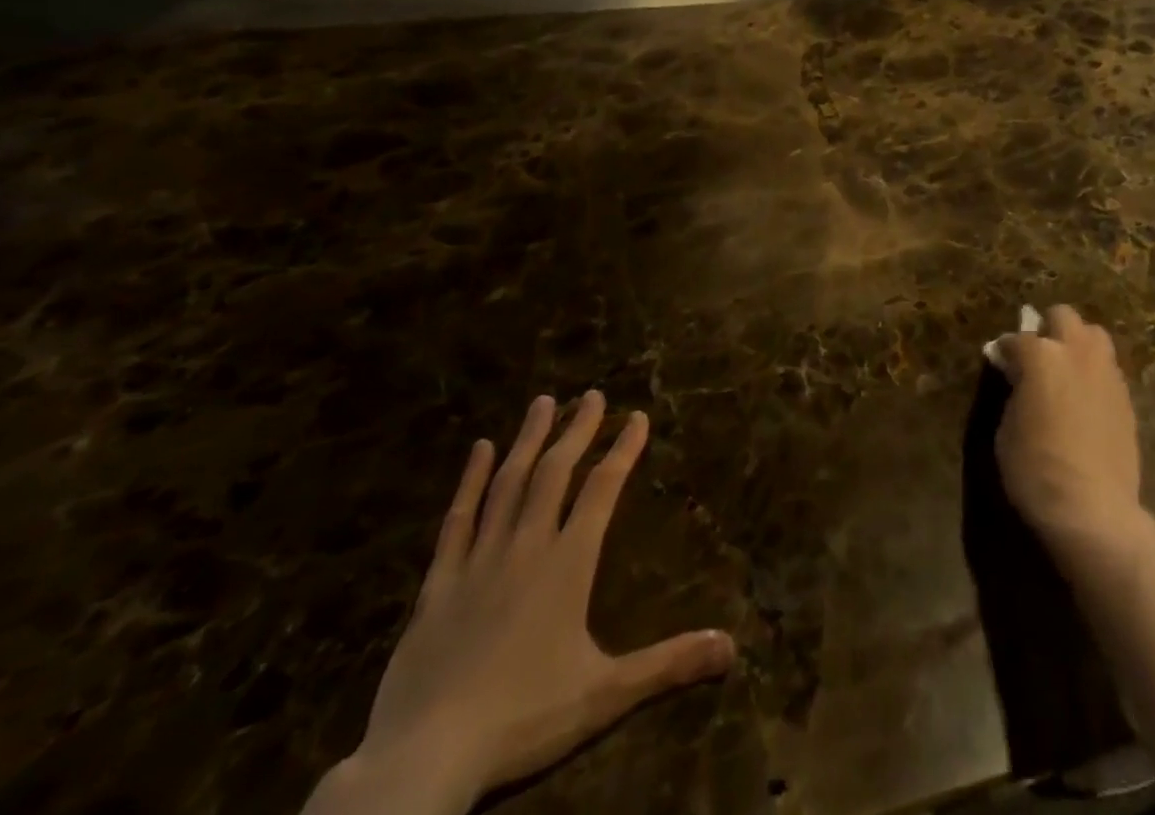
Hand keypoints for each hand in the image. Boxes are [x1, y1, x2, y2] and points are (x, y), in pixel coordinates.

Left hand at [309, 393, 735, 814]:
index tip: (638, 416)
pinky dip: (469, 481)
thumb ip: (668, 664)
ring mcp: (477, 561)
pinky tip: (478, 450)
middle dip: (577, 430)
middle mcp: (526, 547)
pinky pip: (457, 520)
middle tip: (591, 394)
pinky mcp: (437, 585)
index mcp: (568, 563)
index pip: (602, 489)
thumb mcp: (605, 695)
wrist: (422, 760)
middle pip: (554, 473)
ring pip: (507, 484)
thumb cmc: (522, 719)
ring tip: (543, 402)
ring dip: (528, 440)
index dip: (623, 449)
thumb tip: (732, 647)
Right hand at [991, 306, 1143, 558]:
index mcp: (1041, 356)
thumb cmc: (1036, 469)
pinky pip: (1108, 367)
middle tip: (1037, 357)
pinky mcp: (1126, 396)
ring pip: (1093, 335)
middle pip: (1063, 316)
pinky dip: (1093, 372)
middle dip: (1047, 329)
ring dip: (1076, 344)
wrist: (1092, 508)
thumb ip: (1013, 391)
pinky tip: (1085, 398)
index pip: (1016, 339)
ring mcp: (1107, 371)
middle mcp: (1077, 352)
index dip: (1004, 351)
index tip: (1000, 362)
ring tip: (1065, 371)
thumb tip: (1018, 379)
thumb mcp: (1007, 429)